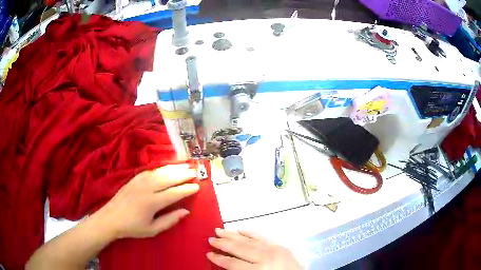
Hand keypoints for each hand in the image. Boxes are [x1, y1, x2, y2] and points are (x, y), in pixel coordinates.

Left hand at [94, 164, 198, 238]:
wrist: (110, 218)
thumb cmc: (132, 227)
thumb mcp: (152, 230)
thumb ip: (169, 220)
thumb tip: (185, 211)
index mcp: (152, 203)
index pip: (174, 193)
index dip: (186, 189)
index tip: (197, 186)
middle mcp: (147, 189)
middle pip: (168, 178)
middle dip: (183, 174)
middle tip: (195, 171)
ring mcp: (139, 181)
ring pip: (160, 172)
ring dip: (174, 168)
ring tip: (185, 165)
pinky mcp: (133, 178)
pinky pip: (150, 170)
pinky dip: (161, 167)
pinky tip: (167, 167)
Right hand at [207, 229, 302, 269]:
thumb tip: (225, 263)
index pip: (233, 263)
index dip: (219, 258)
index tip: (208, 253)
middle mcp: (265, 257)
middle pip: (239, 248)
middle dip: (223, 243)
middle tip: (210, 238)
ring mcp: (274, 249)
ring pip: (249, 240)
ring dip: (233, 234)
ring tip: (219, 230)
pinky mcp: (280, 245)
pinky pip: (262, 237)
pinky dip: (250, 232)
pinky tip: (241, 229)